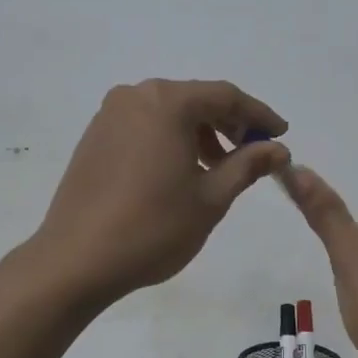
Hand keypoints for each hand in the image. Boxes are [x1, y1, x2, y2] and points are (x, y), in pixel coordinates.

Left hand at [29, 79, 288, 304]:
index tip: (282, 134)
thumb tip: (278, 148)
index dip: (258, 114)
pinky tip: (181, 171)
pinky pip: (144, 125)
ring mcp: (110, 115)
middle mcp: (136, 96)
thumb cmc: (152, 227)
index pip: (225, 96)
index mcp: (167, 102)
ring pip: (168, 112)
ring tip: (218, 168)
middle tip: (253, 152)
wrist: (75, 261)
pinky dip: (170, 139)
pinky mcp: (95, 136)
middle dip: (228, 123)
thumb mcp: (211, 198)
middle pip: (195, 99)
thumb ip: (248, 164)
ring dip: (199, 133)